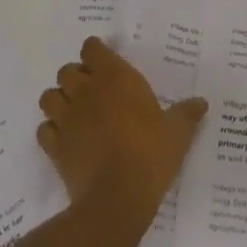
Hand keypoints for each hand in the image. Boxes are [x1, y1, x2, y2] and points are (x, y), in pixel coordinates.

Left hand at [38, 38, 207, 217]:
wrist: (117, 198)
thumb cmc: (150, 155)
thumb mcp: (178, 132)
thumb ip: (187, 114)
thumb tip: (201, 103)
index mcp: (115, 79)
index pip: (92, 48)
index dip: (96, 53)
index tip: (106, 63)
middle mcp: (86, 92)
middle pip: (67, 70)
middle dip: (77, 77)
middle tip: (94, 91)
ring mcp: (66, 119)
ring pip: (49, 97)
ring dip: (59, 100)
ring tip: (75, 112)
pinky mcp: (54, 147)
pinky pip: (44, 130)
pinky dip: (51, 131)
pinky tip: (66, 139)